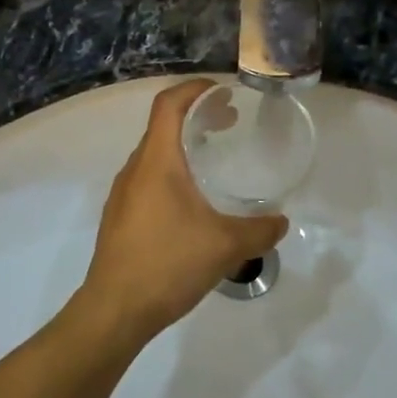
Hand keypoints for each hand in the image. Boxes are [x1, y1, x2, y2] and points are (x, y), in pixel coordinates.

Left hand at [81, 79, 286, 344]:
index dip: (194, 88)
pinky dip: (172, 173)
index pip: (169, 104)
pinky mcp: (119, 217)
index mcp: (156, 161)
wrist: (115, 309)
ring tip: (214, 159)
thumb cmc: (168, 264)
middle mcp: (135, 169)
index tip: (223, 92)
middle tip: (229, 123)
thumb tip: (281, 222)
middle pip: (162, 126)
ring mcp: (123, 194)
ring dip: (183, 147)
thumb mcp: (225, 246)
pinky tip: (192, 202)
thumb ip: (259, 230)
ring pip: (154, 155)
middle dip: (196, 117)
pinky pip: (148, 180)